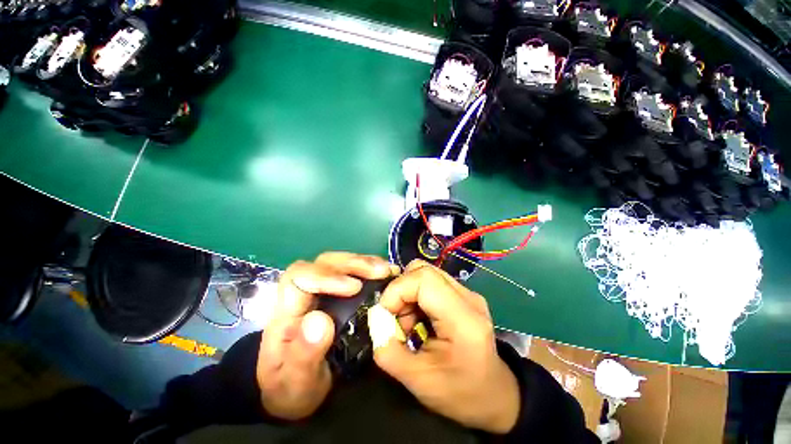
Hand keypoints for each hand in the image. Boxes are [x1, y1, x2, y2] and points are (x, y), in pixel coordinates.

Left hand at [257, 252, 397, 419]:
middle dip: (352, 264)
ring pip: (337, 263)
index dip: (326, 276)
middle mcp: (304, 294)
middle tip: (380, 271)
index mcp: (286, 313)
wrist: (291, 390)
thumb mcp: (296, 382)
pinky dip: (368, 269)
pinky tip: (385, 273)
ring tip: (386, 270)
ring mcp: (320, 291)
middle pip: (323, 263)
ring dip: (363, 263)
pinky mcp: (335, 294)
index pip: (299, 277)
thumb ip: (304, 355)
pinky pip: (350, 272)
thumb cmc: (291, 387)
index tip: (354, 288)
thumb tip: (321, 320)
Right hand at [370, 260, 519, 433]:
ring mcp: (467, 293)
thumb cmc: (460, 393)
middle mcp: (468, 297)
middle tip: (395, 319)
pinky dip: (416, 297)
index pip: (424, 278)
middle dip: (401, 290)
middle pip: (423, 270)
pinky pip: (431, 283)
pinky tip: (419, 320)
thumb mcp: (418, 381)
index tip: (385, 314)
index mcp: (464, 318)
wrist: (493, 396)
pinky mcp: (463, 295)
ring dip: (408, 294)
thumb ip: (388, 351)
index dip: (397, 289)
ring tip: (409, 324)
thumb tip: (375, 321)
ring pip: (426, 274)